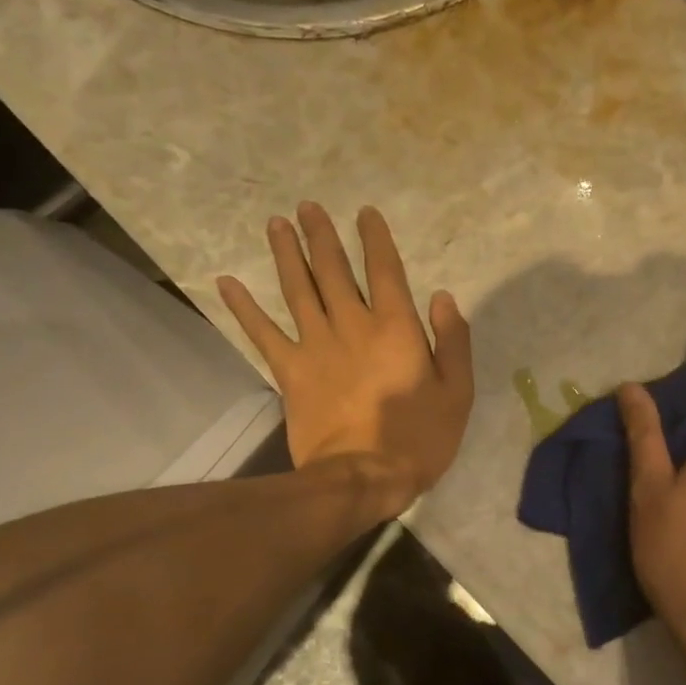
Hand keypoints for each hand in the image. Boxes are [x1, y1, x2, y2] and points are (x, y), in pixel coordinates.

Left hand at [218, 203, 472, 511]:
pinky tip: (227, 283)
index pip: (385, 271)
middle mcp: (352, 325)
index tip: (364, 213)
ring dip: (287, 255)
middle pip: (333, 271)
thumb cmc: (419, 437)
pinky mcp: (290, 372)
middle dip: (322, 236)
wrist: (363, 477)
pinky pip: (263, 333)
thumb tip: (442, 297)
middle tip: (308, 207)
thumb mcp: (458, 392)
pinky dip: (243, 308)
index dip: (375, 239)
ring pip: (297, 290)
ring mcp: (316, 346)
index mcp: (396, 327)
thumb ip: (453, 341)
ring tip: (276, 224)